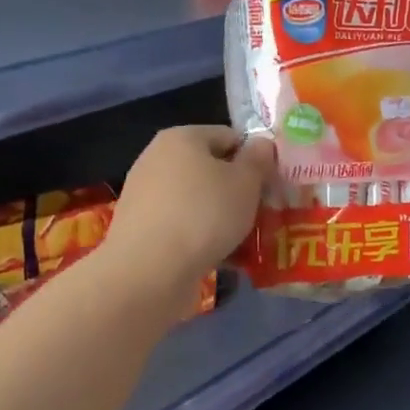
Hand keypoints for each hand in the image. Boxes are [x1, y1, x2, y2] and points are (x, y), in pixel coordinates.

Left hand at [101, 125, 274, 305]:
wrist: (149, 272)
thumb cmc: (204, 215)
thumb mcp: (245, 183)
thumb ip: (258, 160)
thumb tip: (261, 144)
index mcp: (181, 137)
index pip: (228, 137)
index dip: (253, 159)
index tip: (270, 186)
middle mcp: (156, 158)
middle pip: (210, 169)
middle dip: (236, 191)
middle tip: (260, 215)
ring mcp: (144, 194)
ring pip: (196, 200)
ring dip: (220, 217)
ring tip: (243, 242)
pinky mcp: (138, 229)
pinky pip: (180, 225)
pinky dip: (198, 237)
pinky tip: (217, 258)